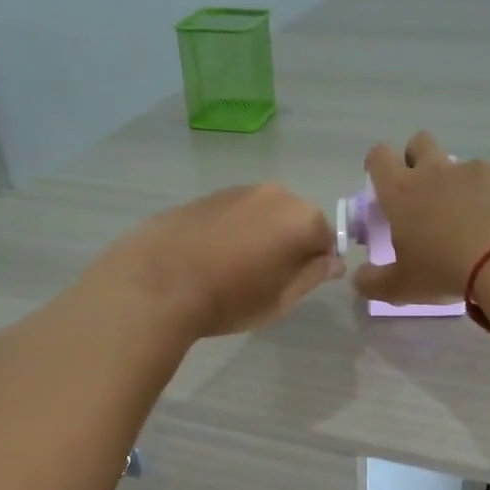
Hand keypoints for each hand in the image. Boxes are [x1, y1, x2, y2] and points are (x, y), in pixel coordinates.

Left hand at [83, 183, 342, 339]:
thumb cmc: (229, 298)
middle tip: (265, 280)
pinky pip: (235, 214)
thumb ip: (312, 276)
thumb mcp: (281, 299)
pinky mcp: (206, 196)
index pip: (327, 240)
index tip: (295, 286)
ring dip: (260, 236)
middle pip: (296, 220)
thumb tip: (332, 262)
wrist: (157, 282)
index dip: (316, 265)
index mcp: (301, 218)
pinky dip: (233, 231)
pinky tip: (211, 257)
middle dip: (289, 245)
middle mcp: (275, 194)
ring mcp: (238, 191)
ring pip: (264, 215)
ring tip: (234, 270)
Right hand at [352, 133, 489, 304]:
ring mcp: (475, 170)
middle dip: (416, 158)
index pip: (379, 157)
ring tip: (471, 221)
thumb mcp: (401, 287)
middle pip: (419, 142)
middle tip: (423, 194)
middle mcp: (435, 171)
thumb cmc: (444, 270)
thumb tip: (359, 279)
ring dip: (458, 184)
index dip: (377, 164)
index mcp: (402, 192)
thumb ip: (373, 282)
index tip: (382, 182)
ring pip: (459, 165)